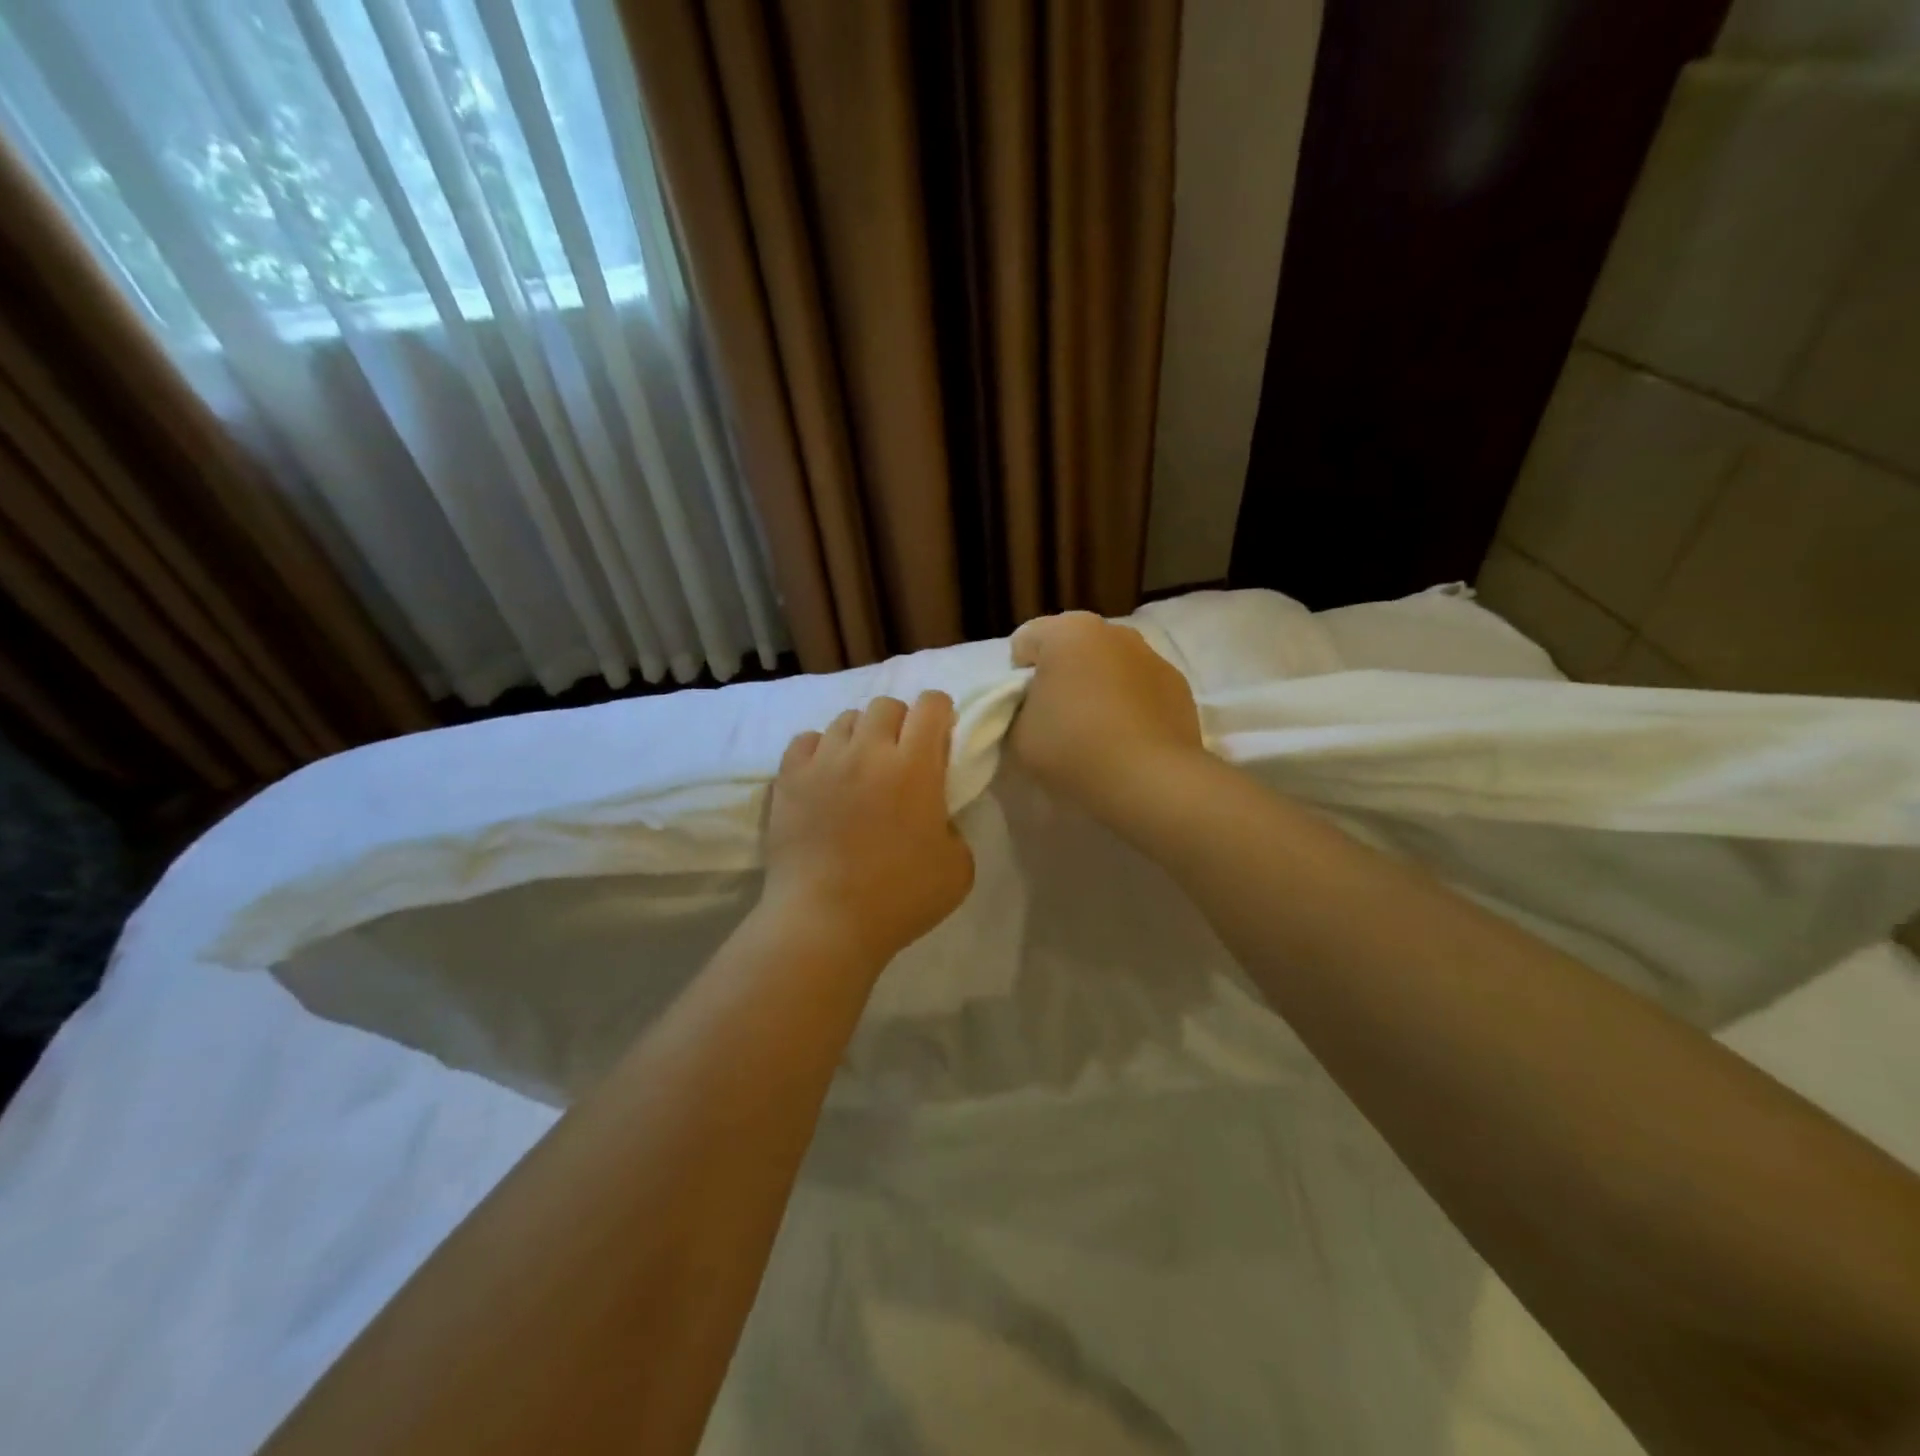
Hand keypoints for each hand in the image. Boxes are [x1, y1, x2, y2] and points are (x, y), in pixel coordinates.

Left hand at [762, 692, 974, 970]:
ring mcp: (823, 762)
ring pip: (845, 719)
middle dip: (900, 722)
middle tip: (901, 756)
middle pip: (886, 705)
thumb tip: (935, 813)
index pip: (931, 705)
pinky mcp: (789, 778)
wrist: (823, 922)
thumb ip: (953, 825)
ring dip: (860, 736)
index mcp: (915, 767)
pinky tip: (824, 775)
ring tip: (859, 767)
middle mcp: (868, 751)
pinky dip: (819, 750)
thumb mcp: (958, 867)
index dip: (940, 713)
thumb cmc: (899, 898)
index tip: (940, 735)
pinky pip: (805, 740)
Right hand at [1008, 612, 1203, 821]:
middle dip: (1062, 675)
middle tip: (1058, 720)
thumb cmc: (1072, 747)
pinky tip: (1129, 738)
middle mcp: (1113, 631)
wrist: (1149, 780)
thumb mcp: (1017, 735)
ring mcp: (1152, 655)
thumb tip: (1035, 707)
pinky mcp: (1179, 685)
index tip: (1026, 711)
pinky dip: (1131, 702)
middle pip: (1072, 647)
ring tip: (1098, 732)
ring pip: (1110, 664)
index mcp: (1067, 631)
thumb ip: (1017, 710)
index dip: (1018, 678)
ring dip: (1099, 686)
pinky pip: (1141, 686)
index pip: (1025, 643)